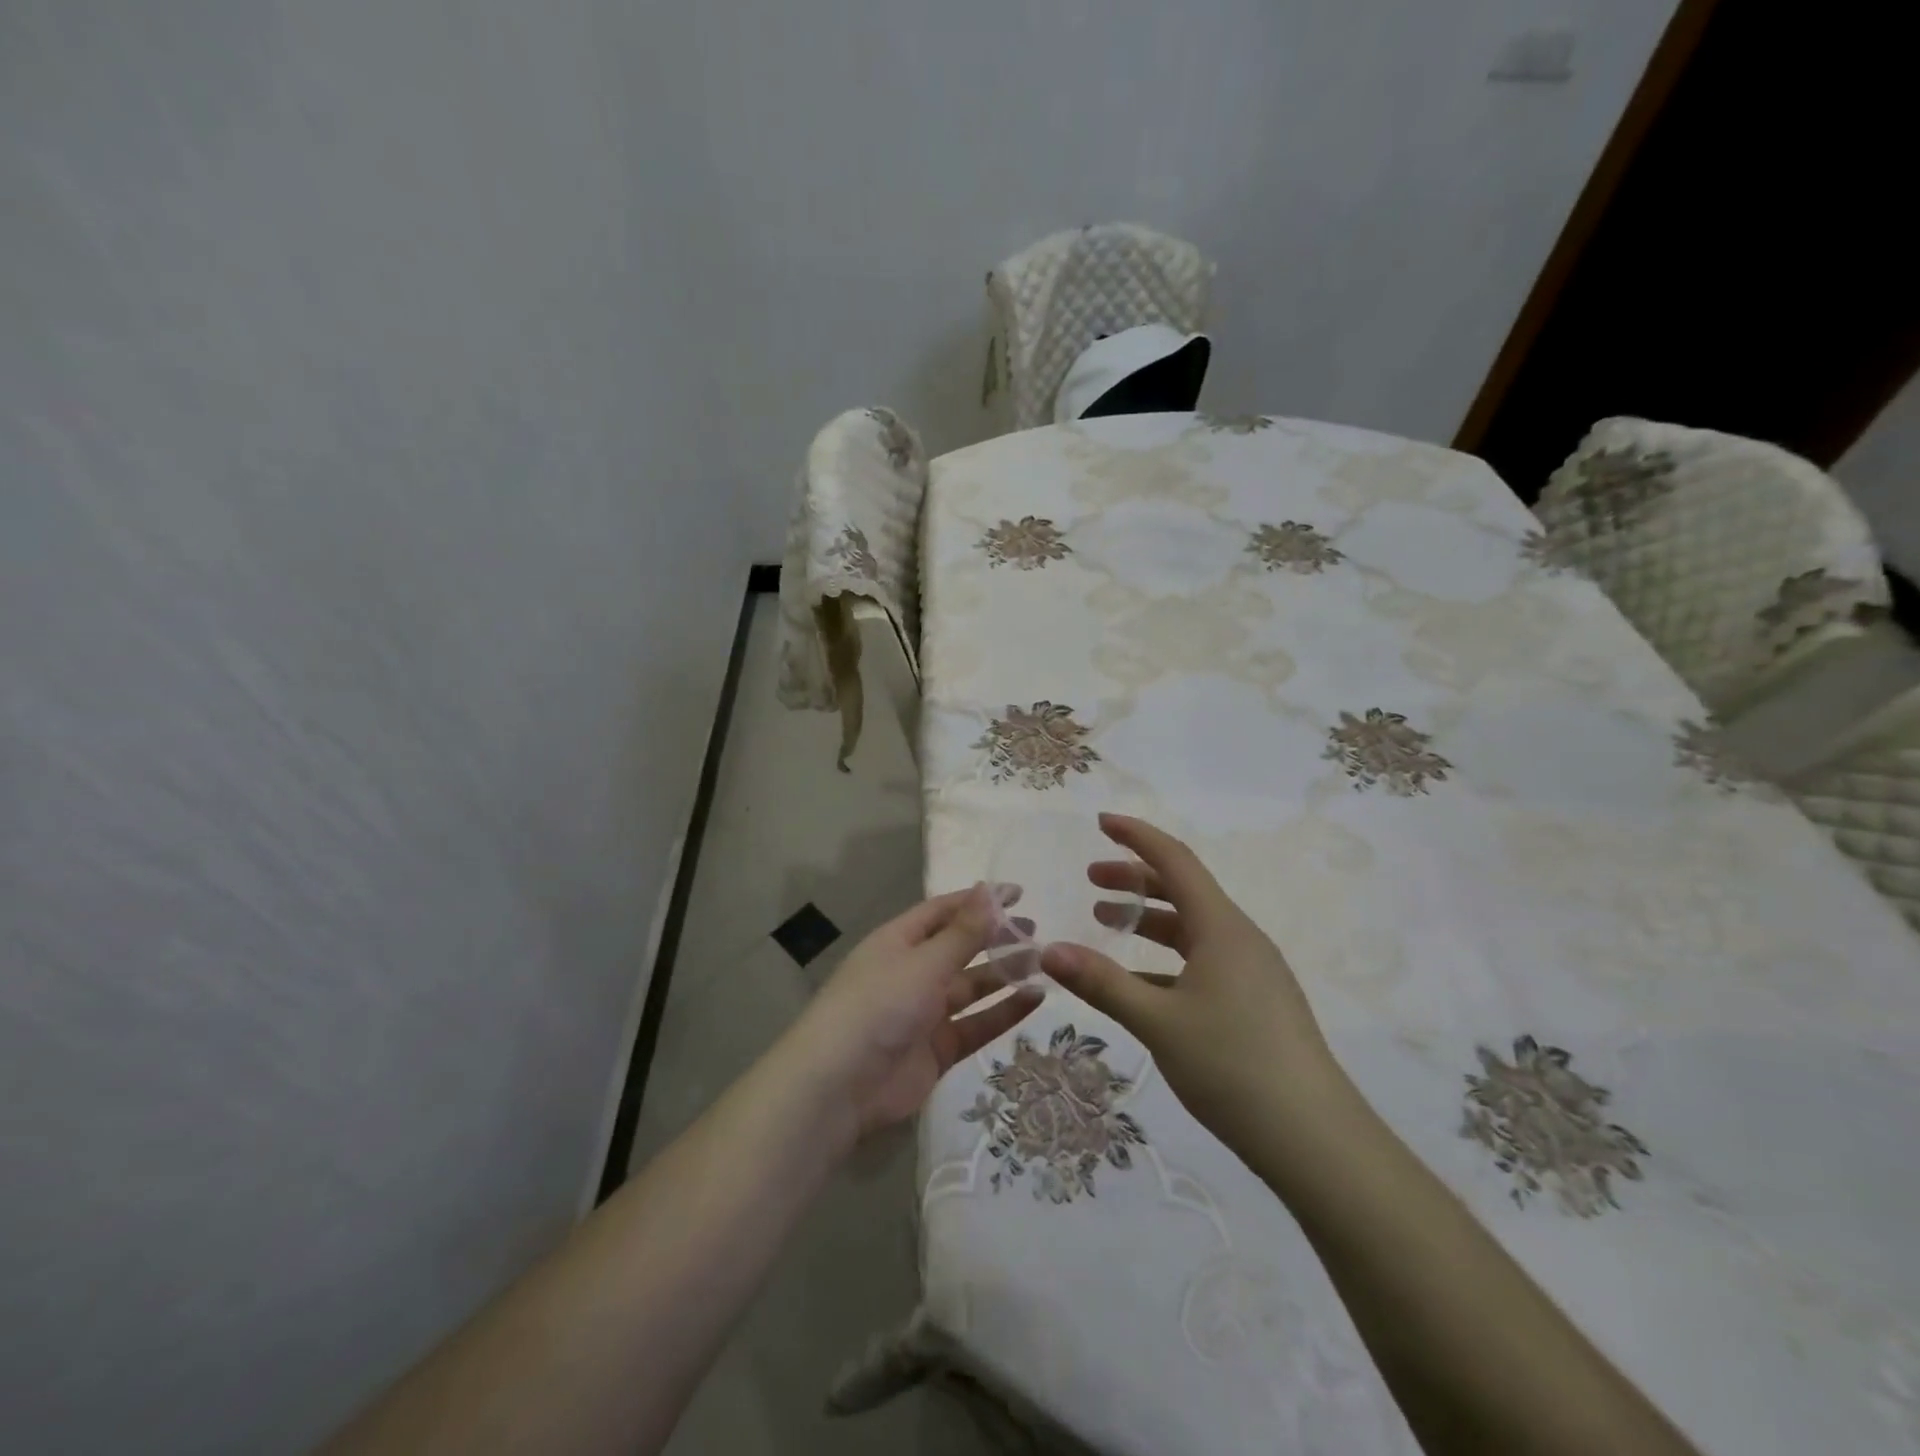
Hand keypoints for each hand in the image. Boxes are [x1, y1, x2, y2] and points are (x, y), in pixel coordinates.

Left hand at [782, 885, 1042, 1151]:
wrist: (839, 1087)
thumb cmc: (879, 1006)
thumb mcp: (924, 962)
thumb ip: (964, 933)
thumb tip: (990, 890)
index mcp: (899, 941)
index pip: (944, 911)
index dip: (979, 901)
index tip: (1017, 893)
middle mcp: (912, 971)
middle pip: (960, 948)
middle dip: (995, 938)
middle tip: (1035, 931)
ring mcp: (925, 1012)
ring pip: (971, 986)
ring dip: (1004, 975)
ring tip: (1043, 963)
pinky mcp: (937, 1050)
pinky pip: (976, 1024)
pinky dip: (1003, 1012)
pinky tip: (1034, 1000)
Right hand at [1039, 814, 1345, 1149]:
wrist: (1315, 1141)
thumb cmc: (1233, 1066)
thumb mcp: (1158, 1022)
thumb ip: (1101, 983)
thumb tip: (1047, 950)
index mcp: (1221, 927)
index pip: (1175, 860)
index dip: (1136, 835)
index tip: (1100, 822)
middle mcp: (1239, 938)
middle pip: (1182, 890)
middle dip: (1135, 878)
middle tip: (1091, 879)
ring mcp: (1252, 972)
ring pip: (1192, 928)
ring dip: (1148, 919)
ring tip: (1106, 923)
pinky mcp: (1255, 1003)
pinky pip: (1201, 962)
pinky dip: (1164, 960)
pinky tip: (1138, 986)